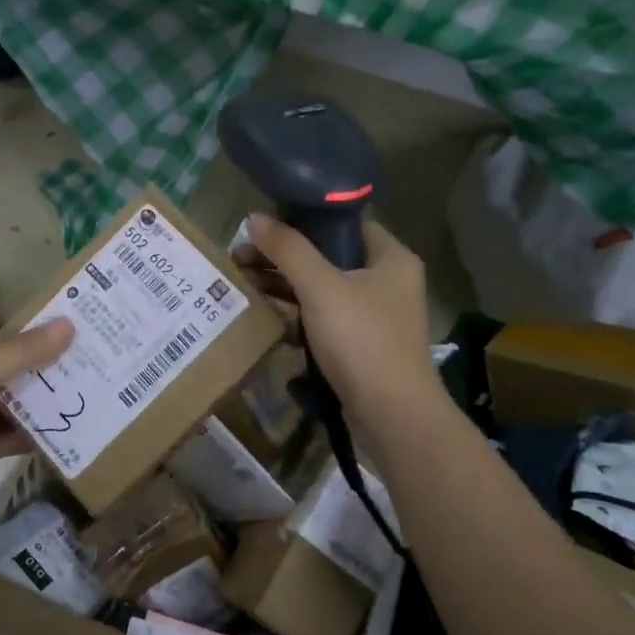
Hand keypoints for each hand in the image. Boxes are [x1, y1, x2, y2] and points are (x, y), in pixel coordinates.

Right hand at [239, 214, 442, 427]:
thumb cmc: (362, 341)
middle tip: (242, 257)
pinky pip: (323, 318)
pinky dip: (297, 315)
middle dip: (284, 256)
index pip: (343, 222)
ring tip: (245, 283)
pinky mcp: (361, 345)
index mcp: (390, 257)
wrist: (392, 416)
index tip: (263, 224)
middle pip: (327, 255)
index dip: (302, 218)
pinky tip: (267, 317)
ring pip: (322, 288)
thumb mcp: (320, 287)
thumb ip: (288, 249)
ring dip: (286, 285)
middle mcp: (387, 281)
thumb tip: (254, 218)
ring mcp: (375, 316)